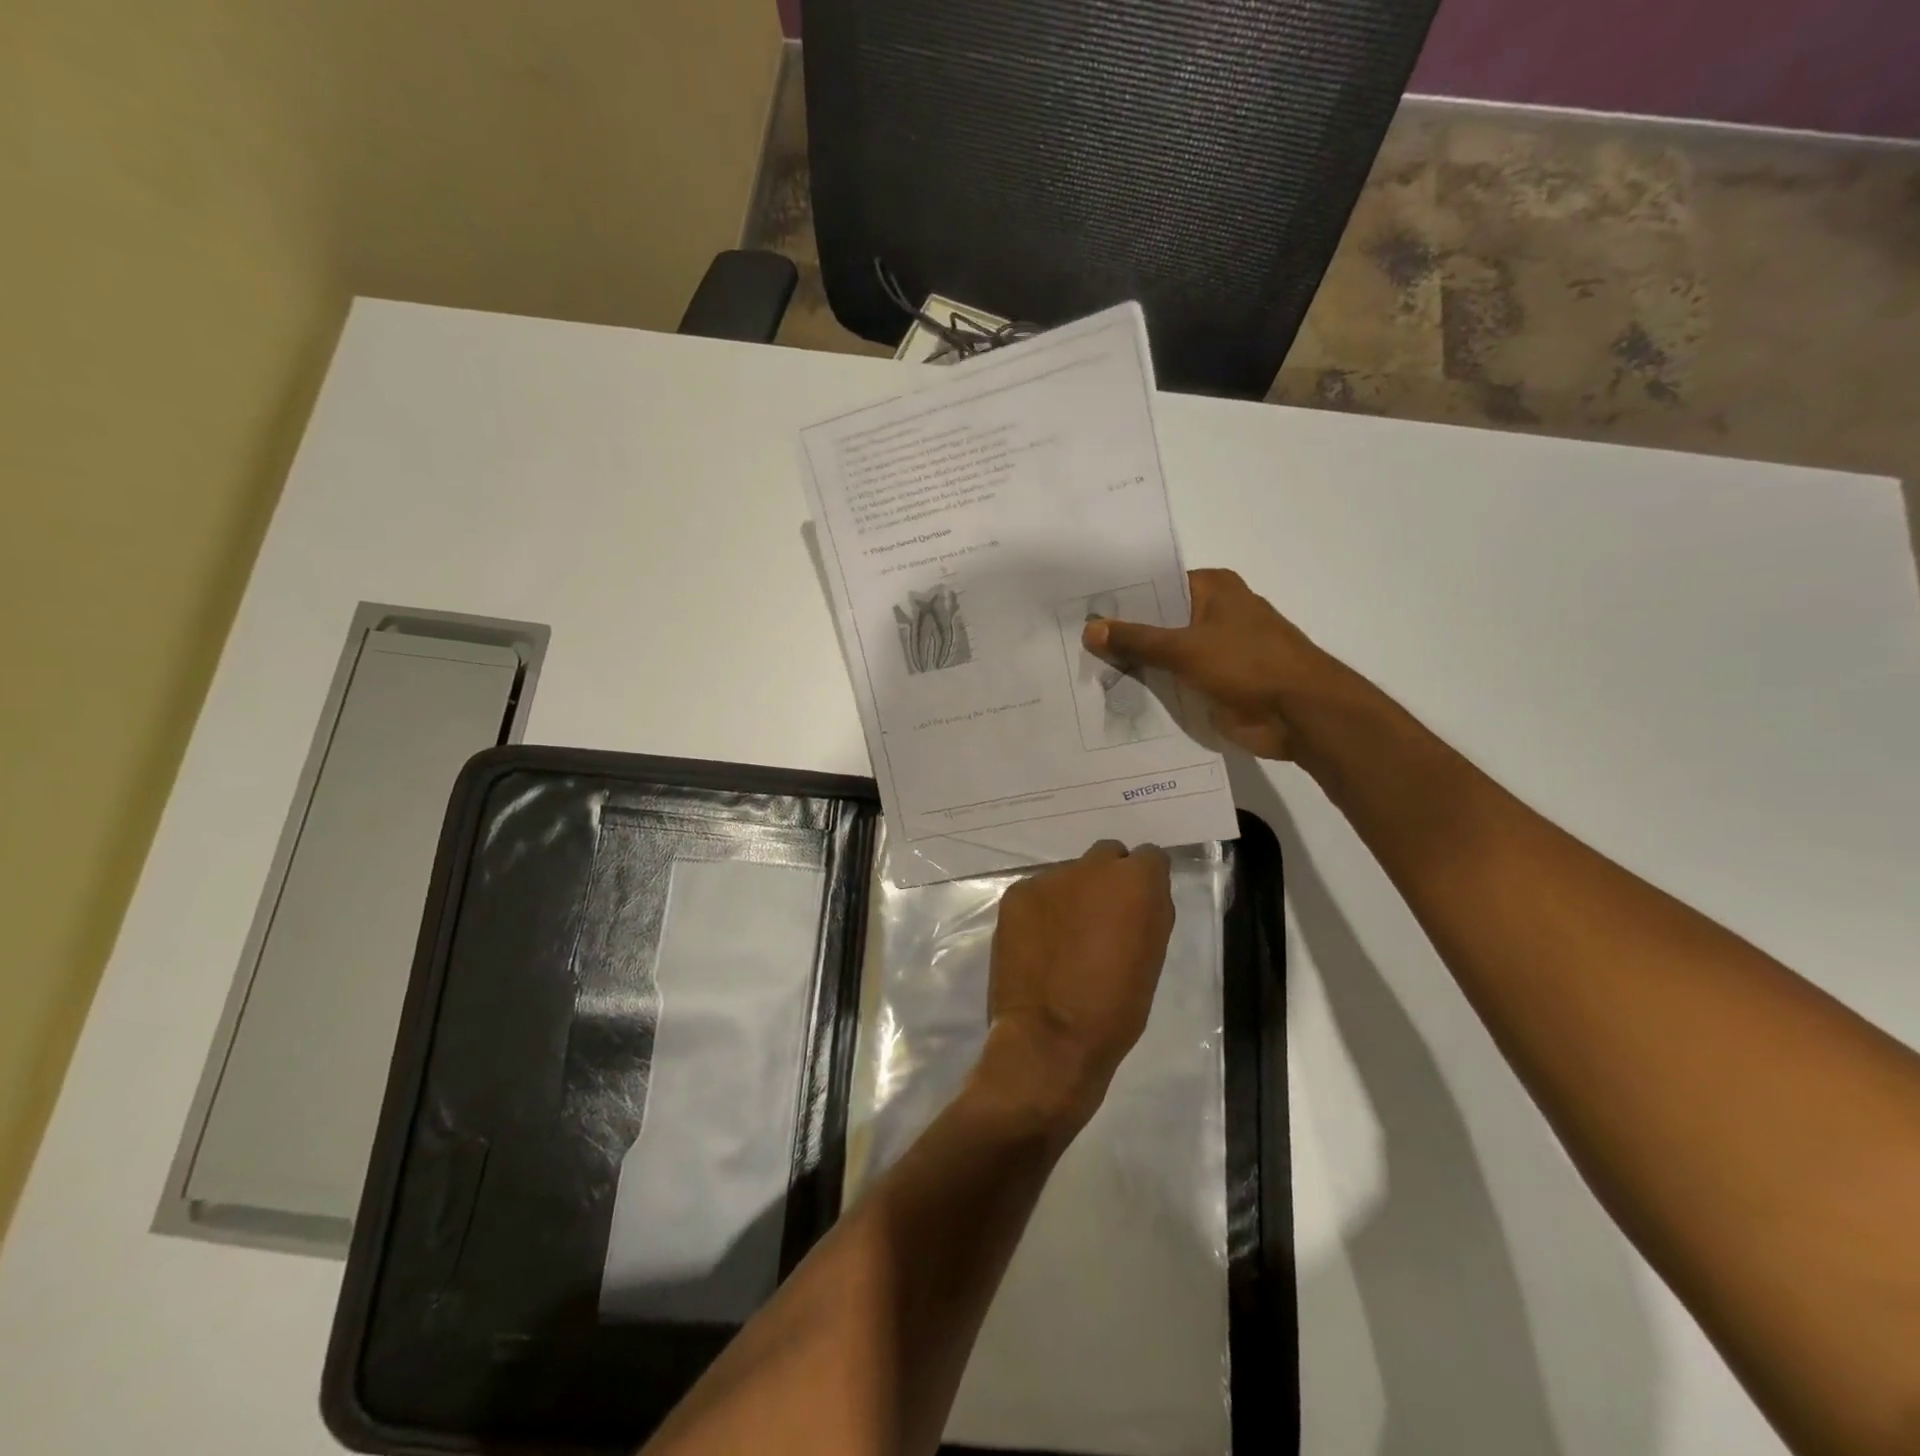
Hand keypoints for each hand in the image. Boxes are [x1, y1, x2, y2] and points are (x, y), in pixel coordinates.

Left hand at [974, 841, 1175, 1136]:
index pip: (1150, 858)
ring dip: (1072, 895)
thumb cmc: (1116, 1009)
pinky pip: (1037, 892)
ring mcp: (1048, 879)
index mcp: (1135, 882)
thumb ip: (1149, 913)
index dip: (1146, 881)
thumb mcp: (1152, 958)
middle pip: (1107, 856)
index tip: (1139, 905)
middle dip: (1108, 880)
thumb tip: (1140, 896)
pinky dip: (1042, 910)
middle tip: (1102, 918)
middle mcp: (1091, 867)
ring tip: (1066, 937)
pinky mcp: (1016, 895)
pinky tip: (1039, 943)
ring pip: (1069, 875)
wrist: (1049, 1039)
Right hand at [1082, 568, 1329, 759]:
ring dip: (1135, 666)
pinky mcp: (1214, 684)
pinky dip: (1152, 689)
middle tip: (1073, 643)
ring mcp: (1215, 651)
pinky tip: (1114, 697)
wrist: (1300, 714)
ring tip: (1083, 671)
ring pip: (1164, 655)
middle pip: (1157, 621)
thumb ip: (1136, 639)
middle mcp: (1214, 614)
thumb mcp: (1185, 647)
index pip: (1155, 586)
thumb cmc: (1248, 664)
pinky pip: (1174, 683)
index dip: (1120, 599)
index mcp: (1213, 589)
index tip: (1080, 610)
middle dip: (1122, 635)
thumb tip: (1090, 629)